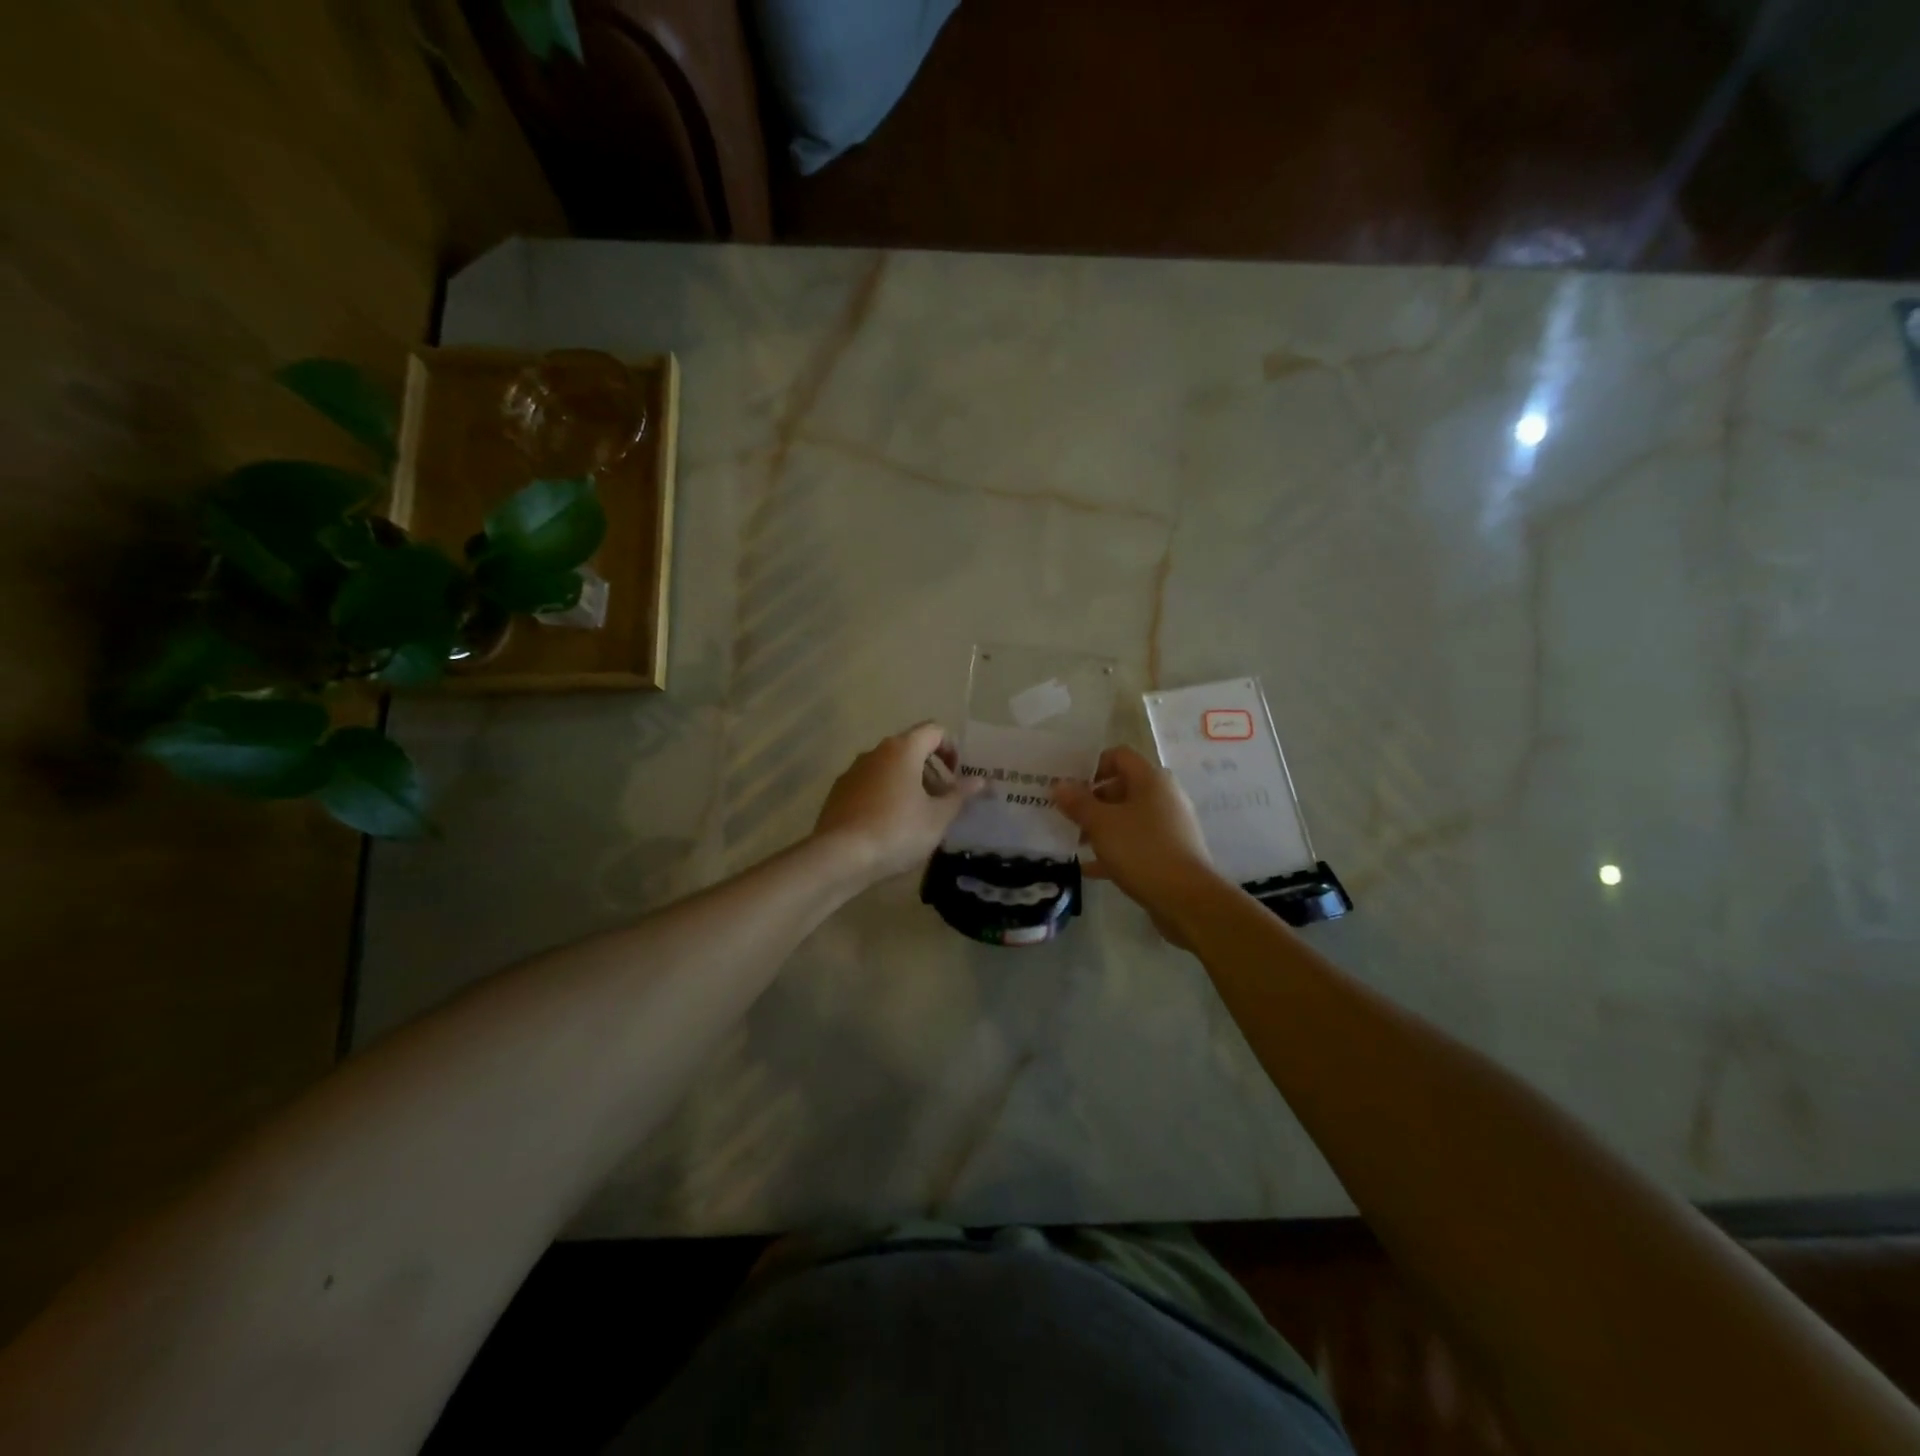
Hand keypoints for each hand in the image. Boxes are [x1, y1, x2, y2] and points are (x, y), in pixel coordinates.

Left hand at [813, 722, 985, 882]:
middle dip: (931, 770)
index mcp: (903, 750)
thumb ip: (960, 795)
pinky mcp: (838, 792)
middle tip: (942, 800)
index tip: (957, 776)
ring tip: (918, 816)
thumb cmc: (897, 831)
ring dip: (908, 783)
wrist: (840, 857)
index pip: (934, 730)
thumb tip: (980, 781)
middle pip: (910, 748)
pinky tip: (889, 826)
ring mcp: (853, 771)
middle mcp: (875, 752)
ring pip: (889, 767)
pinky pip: (870, 785)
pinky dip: (885, 795)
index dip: (951, 749)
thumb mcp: (938, 817)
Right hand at [1052, 746, 1222, 936]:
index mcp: (1151, 779)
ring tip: (1076, 842)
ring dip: (1101, 827)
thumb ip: (1078, 803)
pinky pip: (1135, 842)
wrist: (1186, 898)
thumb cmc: (1141, 850)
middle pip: (1122, 787)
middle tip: (1067, 816)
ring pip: (1127, 817)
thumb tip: (1058, 785)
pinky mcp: (1169, 851)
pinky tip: (1090, 868)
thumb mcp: (1101, 824)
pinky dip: (1114, 850)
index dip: (1092, 765)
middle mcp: (1164, 796)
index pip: (1118, 756)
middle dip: (1092, 800)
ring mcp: (1169, 825)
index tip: (1070, 786)